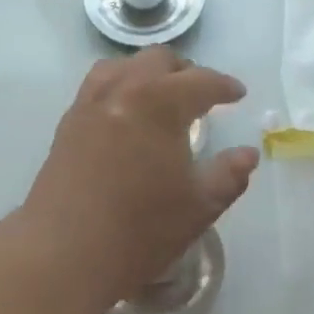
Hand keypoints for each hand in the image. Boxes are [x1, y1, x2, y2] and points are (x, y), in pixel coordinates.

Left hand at [22, 48, 259, 302]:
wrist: (65, 252)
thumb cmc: (141, 230)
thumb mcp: (200, 207)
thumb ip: (229, 175)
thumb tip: (247, 154)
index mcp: (159, 104)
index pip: (200, 81)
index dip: (224, 86)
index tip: (237, 95)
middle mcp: (121, 92)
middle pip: (157, 61)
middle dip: (185, 72)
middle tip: (202, 94)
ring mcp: (88, 106)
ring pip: (120, 68)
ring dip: (147, 73)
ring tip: (160, 96)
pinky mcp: (66, 127)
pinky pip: (96, 89)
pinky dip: (118, 89)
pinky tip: (125, 118)